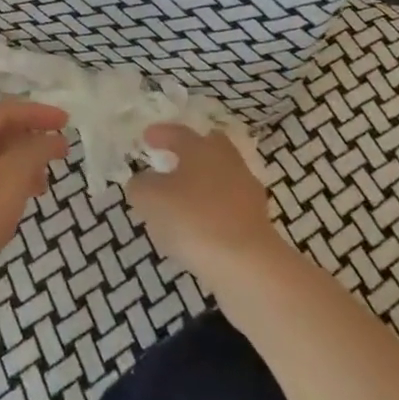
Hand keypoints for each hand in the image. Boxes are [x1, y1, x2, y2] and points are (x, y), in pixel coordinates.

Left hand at [0, 100, 69, 310]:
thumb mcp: (11, 177)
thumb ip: (36, 151)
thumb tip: (52, 139)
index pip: (6, 110)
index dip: (39, 113)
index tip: (68, 123)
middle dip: (30, 141)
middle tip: (60, 156)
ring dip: (19, 166)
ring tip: (43, 186)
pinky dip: (4, 188)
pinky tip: (16, 207)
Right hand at [125, 124, 282, 290]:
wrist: (248, 265)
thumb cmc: (194, 219)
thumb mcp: (151, 199)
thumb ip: (141, 186)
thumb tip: (142, 182)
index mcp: (202, 149)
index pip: (179, 133)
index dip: (161, 134)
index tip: (147, 137)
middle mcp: (228, 163)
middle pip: (211, 148)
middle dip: (191, 153)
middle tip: (171, 162)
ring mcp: (247, 193)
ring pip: (221, 179)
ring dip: (202, 185)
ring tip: (180, 202)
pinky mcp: (257, 223)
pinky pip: (228, 208)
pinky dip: (212, 212)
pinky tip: (198, 229)